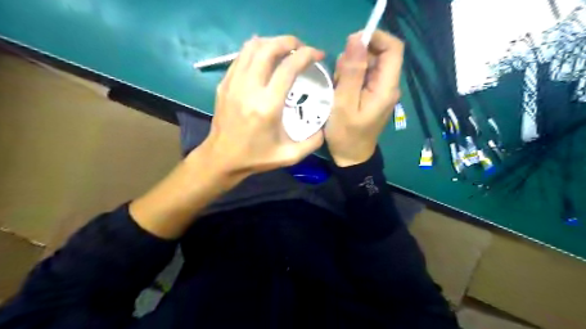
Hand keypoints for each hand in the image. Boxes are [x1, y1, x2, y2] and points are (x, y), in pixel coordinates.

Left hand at [129, 36, 324, 236]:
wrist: (222, 159)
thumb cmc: (256, 158)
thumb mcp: (290, 156)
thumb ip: (313, 141)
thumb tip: (325, 126)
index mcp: (267, 106)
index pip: (288, 67)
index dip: (307, 54)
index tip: (318, 55)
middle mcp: (249, 89)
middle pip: (268, 48)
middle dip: (289, 42)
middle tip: (301, 48)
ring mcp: (233, 84)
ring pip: (251, 47)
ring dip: (271, 43)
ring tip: (284, 50)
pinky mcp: (224, 84)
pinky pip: (240, 57)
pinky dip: (255, 51)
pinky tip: (264, 58)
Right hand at [325, 29, 402, 166]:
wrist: (351, 158)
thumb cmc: (346, 135)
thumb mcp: (343, 104)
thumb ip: (351, 72)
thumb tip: (357, 38)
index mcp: (386, 87)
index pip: (393, 47)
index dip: (374, 37)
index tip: (351, 44)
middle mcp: (388, 86)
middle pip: (379, 55)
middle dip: (357, 57)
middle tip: (338, 75)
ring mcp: (380, 91)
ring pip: (369, 65)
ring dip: (350, 69)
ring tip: (337, 87)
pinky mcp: (372, 96)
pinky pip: (364, 77)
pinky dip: (350, 78)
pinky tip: (340, 92)